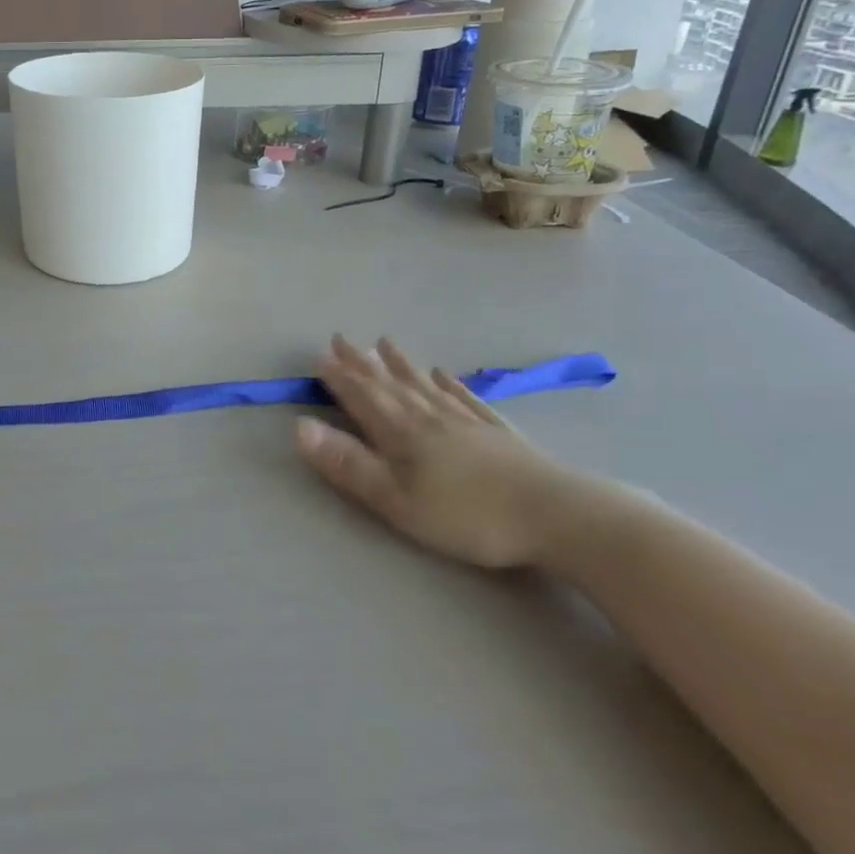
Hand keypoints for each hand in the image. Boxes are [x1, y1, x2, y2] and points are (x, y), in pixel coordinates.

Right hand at [295, 335, 592, 568]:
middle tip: (343, 338)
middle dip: (362, 363)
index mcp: (401, 432)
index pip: (362, 398)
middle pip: (390, 384)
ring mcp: (465, 421)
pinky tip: (444, 374)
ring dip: (401, 364)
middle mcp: (429, 416)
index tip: (320, 356)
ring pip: (424, 385)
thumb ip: (347, 464)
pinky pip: (465, 398)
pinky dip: (450, 383)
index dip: (339, 378)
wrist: (555, 515)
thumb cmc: (466, 514)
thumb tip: (299, 427)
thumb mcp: (395, 499)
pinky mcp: (497, 431)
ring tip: (385, 342)